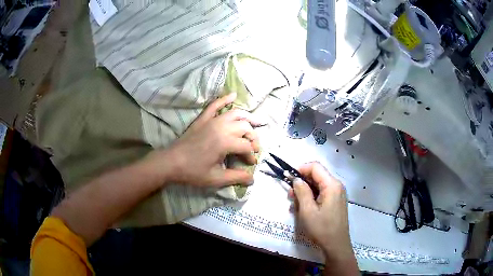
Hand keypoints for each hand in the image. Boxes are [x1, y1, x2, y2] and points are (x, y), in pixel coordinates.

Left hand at [145, 92, 262, 186]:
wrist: (171, 162)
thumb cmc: (193, 172)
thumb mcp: (216, 178)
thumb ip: (236, 177)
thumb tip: (253, 179)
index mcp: (225, 142)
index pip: (246, 146)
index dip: (251, 155)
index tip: (250, 164)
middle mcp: (222, 127)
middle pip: (245, 127)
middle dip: (253, 137)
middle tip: (253, 148)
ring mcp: (212, 121)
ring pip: (235, 114)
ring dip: (247, 118)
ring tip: (256, 123)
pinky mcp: (203, 119)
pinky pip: (215, 105)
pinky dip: (224, 99)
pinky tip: (233, 95)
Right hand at [291, 162, 355, 264]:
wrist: (336, 245)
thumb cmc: (322, 228)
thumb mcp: (307, 211)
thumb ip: (301, 191)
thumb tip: (296, 179)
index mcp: (332, 185)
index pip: (315, 167)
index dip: (300, 169)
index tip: (288, 179)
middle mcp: (336, 186)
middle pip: (317, 175)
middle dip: (301, 183)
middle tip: (290, 196)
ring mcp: (337, 194)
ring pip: (318, 185)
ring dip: (305, 192)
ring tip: (294, 206)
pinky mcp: (336, 201)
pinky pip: (322, 193)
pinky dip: (311, 198)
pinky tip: (303, 209)